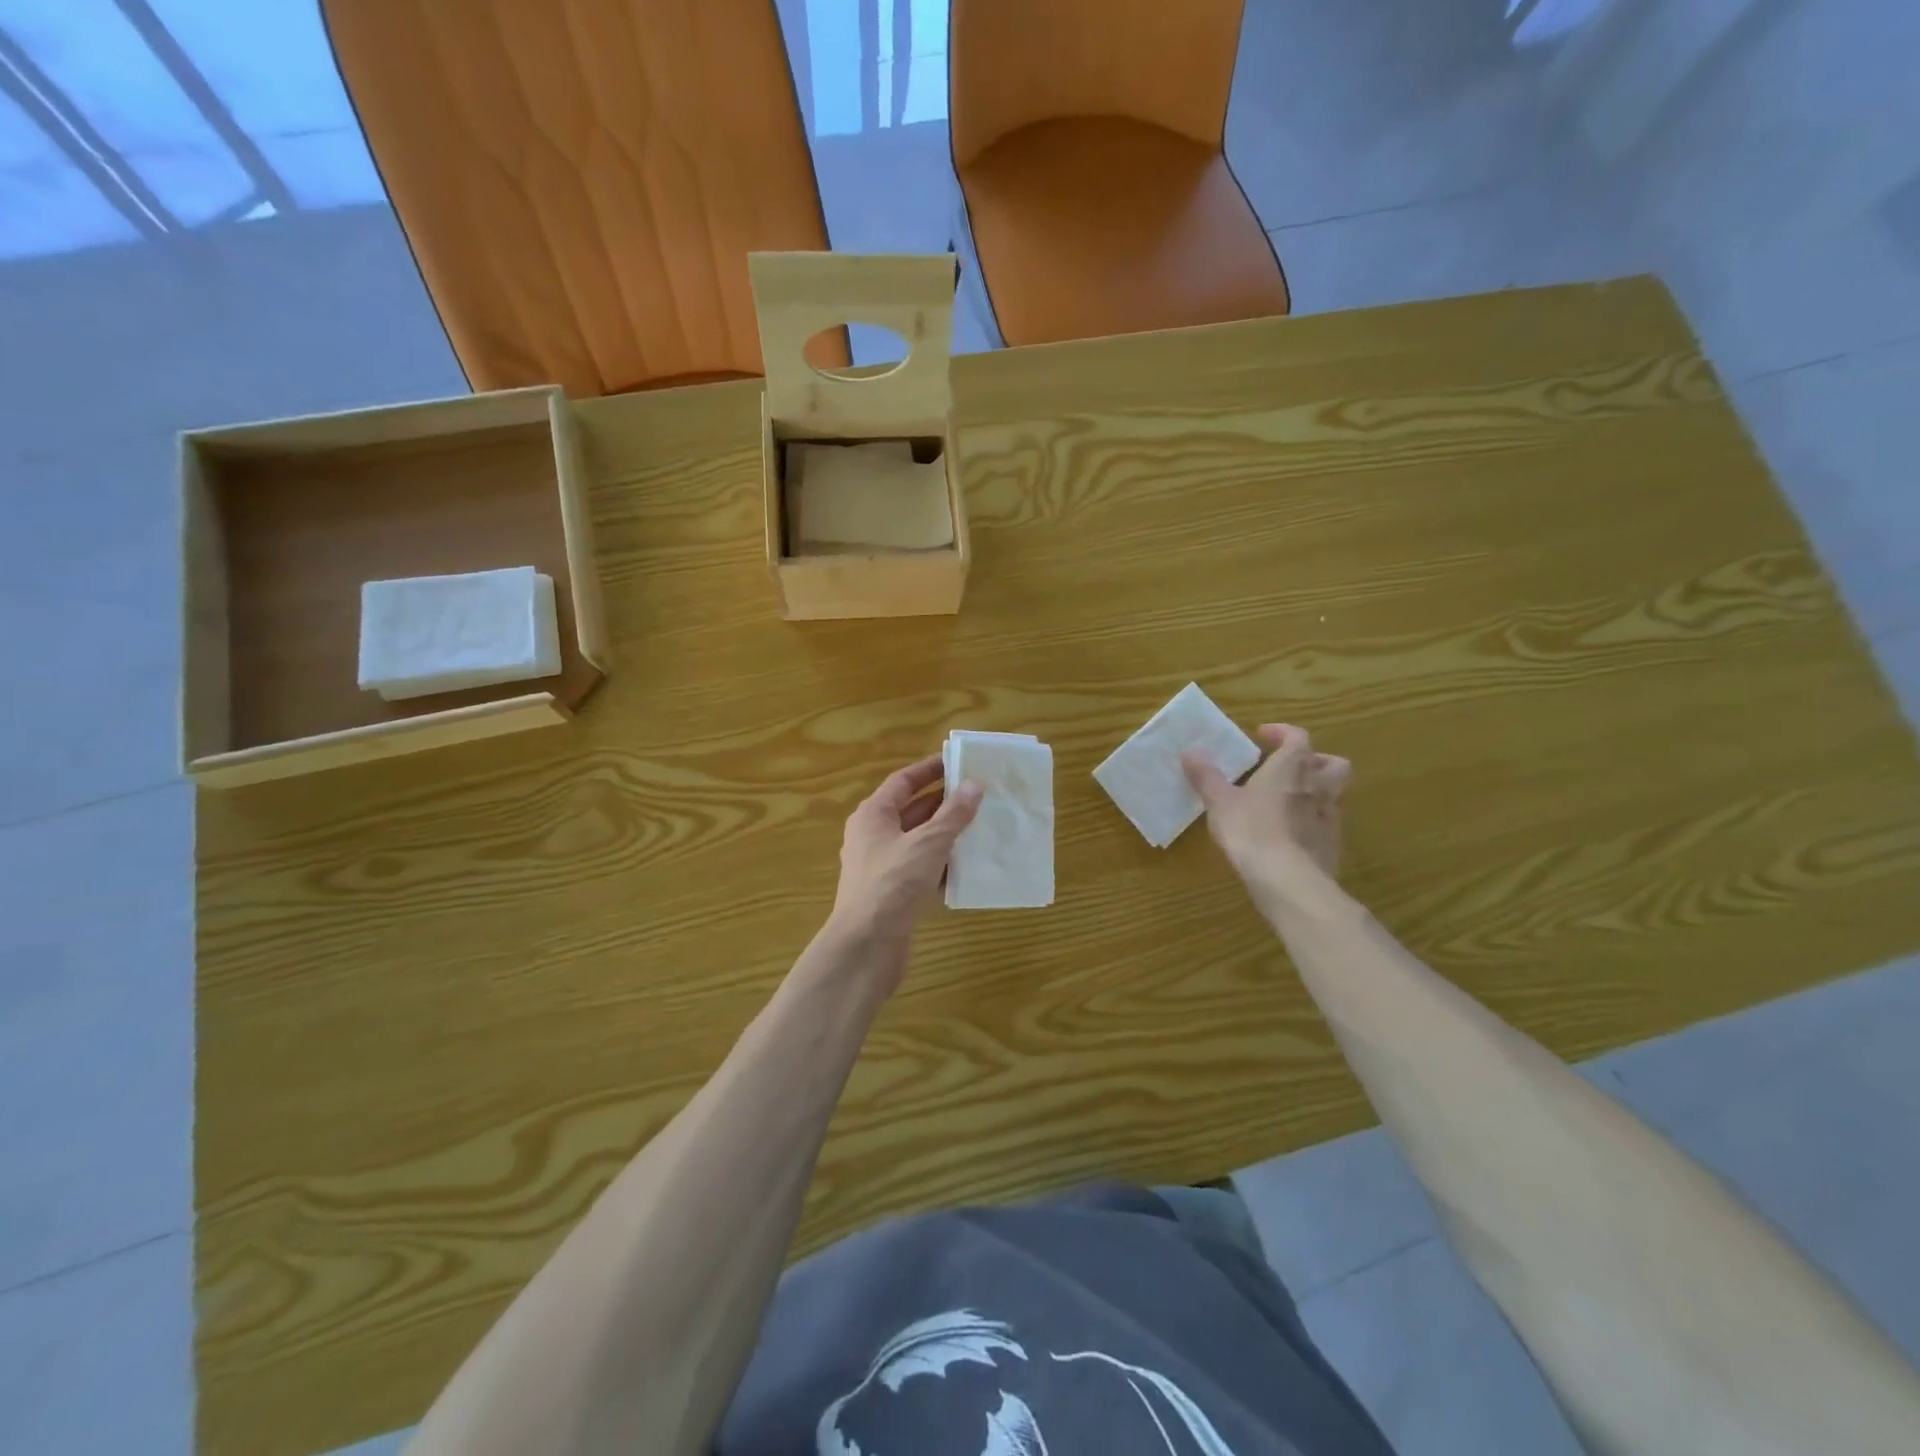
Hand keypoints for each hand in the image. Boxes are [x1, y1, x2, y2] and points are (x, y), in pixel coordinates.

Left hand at [829, 755, 982, 970]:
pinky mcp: (893, 893)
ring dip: (947, 834)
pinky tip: (969, 866)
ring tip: (982, 825)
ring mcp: (883, 866)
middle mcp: (874, 836)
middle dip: (945, 802)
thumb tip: (975, 785)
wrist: (866, 946)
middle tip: (980, 794)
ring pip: (919, 841)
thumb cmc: (892, 884)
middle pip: (912, 810)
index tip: (958, 762)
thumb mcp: (927, 843)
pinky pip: (921, 868)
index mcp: (873, 815)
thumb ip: (953, 815)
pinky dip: (943, 865)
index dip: (929, 769)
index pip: (903, 781)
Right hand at [1182, 725, 1349, 888]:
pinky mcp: (1333, 844)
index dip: (1281, 732)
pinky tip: (1292, 832)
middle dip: (1315, 760)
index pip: (1297, 737)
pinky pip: (1327, 823)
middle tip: (1290, 767)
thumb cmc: (1252, 830)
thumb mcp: (1220, 801)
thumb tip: (1190, 752)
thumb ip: (1206, 776)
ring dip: (1317, 790)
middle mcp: (1318, 785)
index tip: (1262, 735)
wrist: (1287, 879)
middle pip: (1331, 763)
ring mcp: (1330, 816)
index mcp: (1292, 767)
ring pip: (1334, 793)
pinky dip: (1313, 820)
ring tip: (1289, 800)